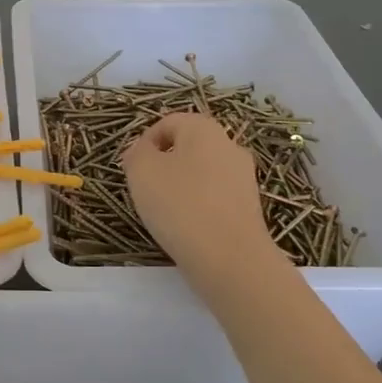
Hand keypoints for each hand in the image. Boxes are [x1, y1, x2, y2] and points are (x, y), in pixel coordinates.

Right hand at [122, 113, 277, 285]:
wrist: (230, 259)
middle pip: (186, 148)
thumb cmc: (180, 205)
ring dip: (180, 187)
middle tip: (145, 191)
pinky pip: (214, 197)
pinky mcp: (249, 207)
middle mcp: (229, 145)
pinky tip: (187, 228)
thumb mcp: (141, 171)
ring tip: (165, 213)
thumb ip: (136, 153)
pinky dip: (198, 206)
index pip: (167, 123)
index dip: (144, 143)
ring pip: (201, 174)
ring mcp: (243, 177)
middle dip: (163, 165)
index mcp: (204, 128)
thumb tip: (141, 151)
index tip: (132, 170)